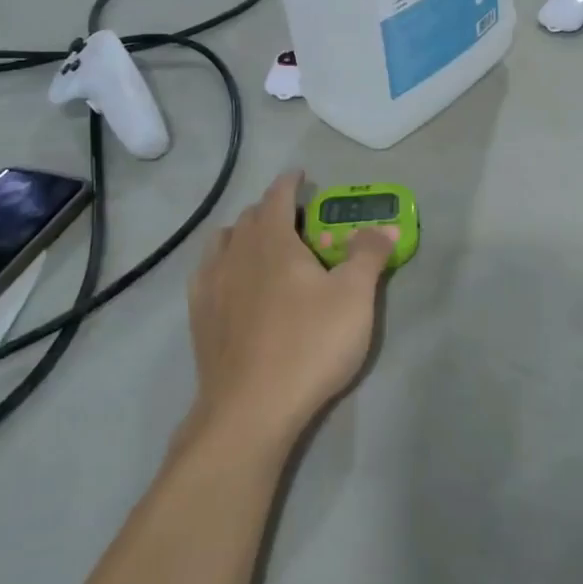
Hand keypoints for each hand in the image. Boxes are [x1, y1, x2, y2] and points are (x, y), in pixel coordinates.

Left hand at [185, 170, 397, 446]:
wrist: (251, 408)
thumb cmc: (309, 344)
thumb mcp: (355, 297)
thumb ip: (369, 254)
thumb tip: (383, 226)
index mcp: (273, 241)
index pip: (277, 196)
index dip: (290, 182)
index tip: (300, 175)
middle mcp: (236, 253)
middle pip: (249, 217)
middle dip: (271, 209)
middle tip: (295, 219)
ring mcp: (211, 285)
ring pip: (223, 242)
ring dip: (243, 233)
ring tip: (261, 244)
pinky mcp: (199, 317)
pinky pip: (206, 273)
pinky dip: (222, 263)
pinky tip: (231, 281)